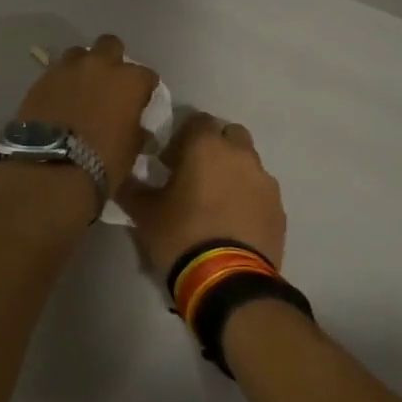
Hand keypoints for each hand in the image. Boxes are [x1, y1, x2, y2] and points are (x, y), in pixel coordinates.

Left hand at [15, 34, 159, 187]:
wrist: (51, 167)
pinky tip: (59, 98)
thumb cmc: (102, 161)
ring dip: (83, 66)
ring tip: (80, 88)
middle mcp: (100, 65)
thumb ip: (135, 128)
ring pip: (79, 53)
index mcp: (129, 81)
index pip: (146, 74)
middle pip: (110, 45)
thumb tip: (134, 125)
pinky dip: (61, 82)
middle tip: (108, 82)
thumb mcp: (131, 148)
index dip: (143, 87)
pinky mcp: (42, 78)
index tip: (140, 100)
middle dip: (112, 60)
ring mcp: (68, 68)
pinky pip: (56, 71)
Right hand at [118, 112, 286, 277]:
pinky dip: (248, 198)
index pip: (196, 120)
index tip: (169, 161)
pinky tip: (233, 222)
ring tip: (215, 202)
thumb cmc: (181, 236)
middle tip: (194, 174)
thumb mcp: (144, 213)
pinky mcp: (279, 209)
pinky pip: (260, 192)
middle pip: (229, 135)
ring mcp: (265, 181)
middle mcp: (240, 155)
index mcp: (206, 146)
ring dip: (233, 172)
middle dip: (214, 148)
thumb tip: (123, 174)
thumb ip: (132, 187)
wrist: (228, 281)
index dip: (181, 137)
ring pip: (248, 163)